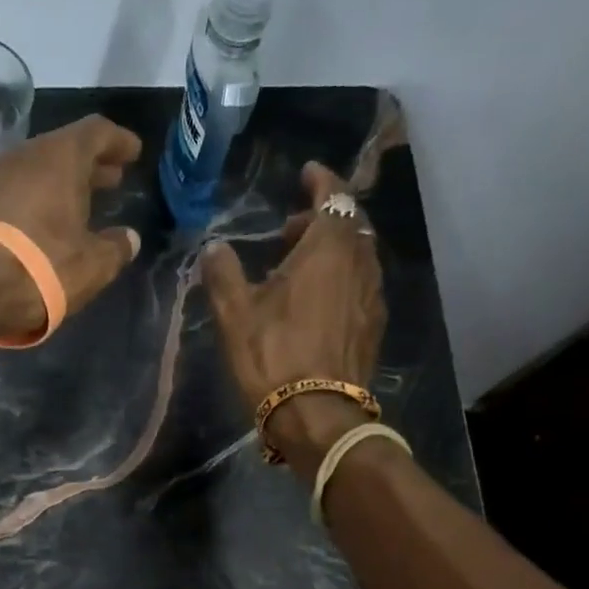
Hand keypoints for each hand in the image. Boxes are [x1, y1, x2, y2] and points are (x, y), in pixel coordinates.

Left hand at [0, 114, 144, 340]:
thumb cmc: (45, 266)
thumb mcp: (94, 263)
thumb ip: (117, 247)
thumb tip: (128, 239)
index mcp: (61, 156)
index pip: (97, 132)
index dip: (119, 141)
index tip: (133, 153)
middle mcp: (26, 155)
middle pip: (65, 148)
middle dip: (91, 163)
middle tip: (113, 179)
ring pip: (39, 168)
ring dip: (63, 182)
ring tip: (82, 202)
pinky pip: (18, 189)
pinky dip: (39, 197)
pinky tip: (48, 220)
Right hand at [201, 162, 387, 472]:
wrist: (318, 415)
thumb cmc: (273, 357)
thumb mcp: (235, 314)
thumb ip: (223, 273)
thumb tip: (214, 246)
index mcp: (328, 248)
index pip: (333, 196)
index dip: (320, 181)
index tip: (306, 174)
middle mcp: (360, 262)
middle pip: (349, 223)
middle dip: (321, 218)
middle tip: (288, 232)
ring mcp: (373, 295)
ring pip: (358, 254)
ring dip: (332, 249)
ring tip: (299, 268)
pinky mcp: (374, 325)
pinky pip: (361, 283)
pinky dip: (342, 276)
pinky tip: (318, 300)